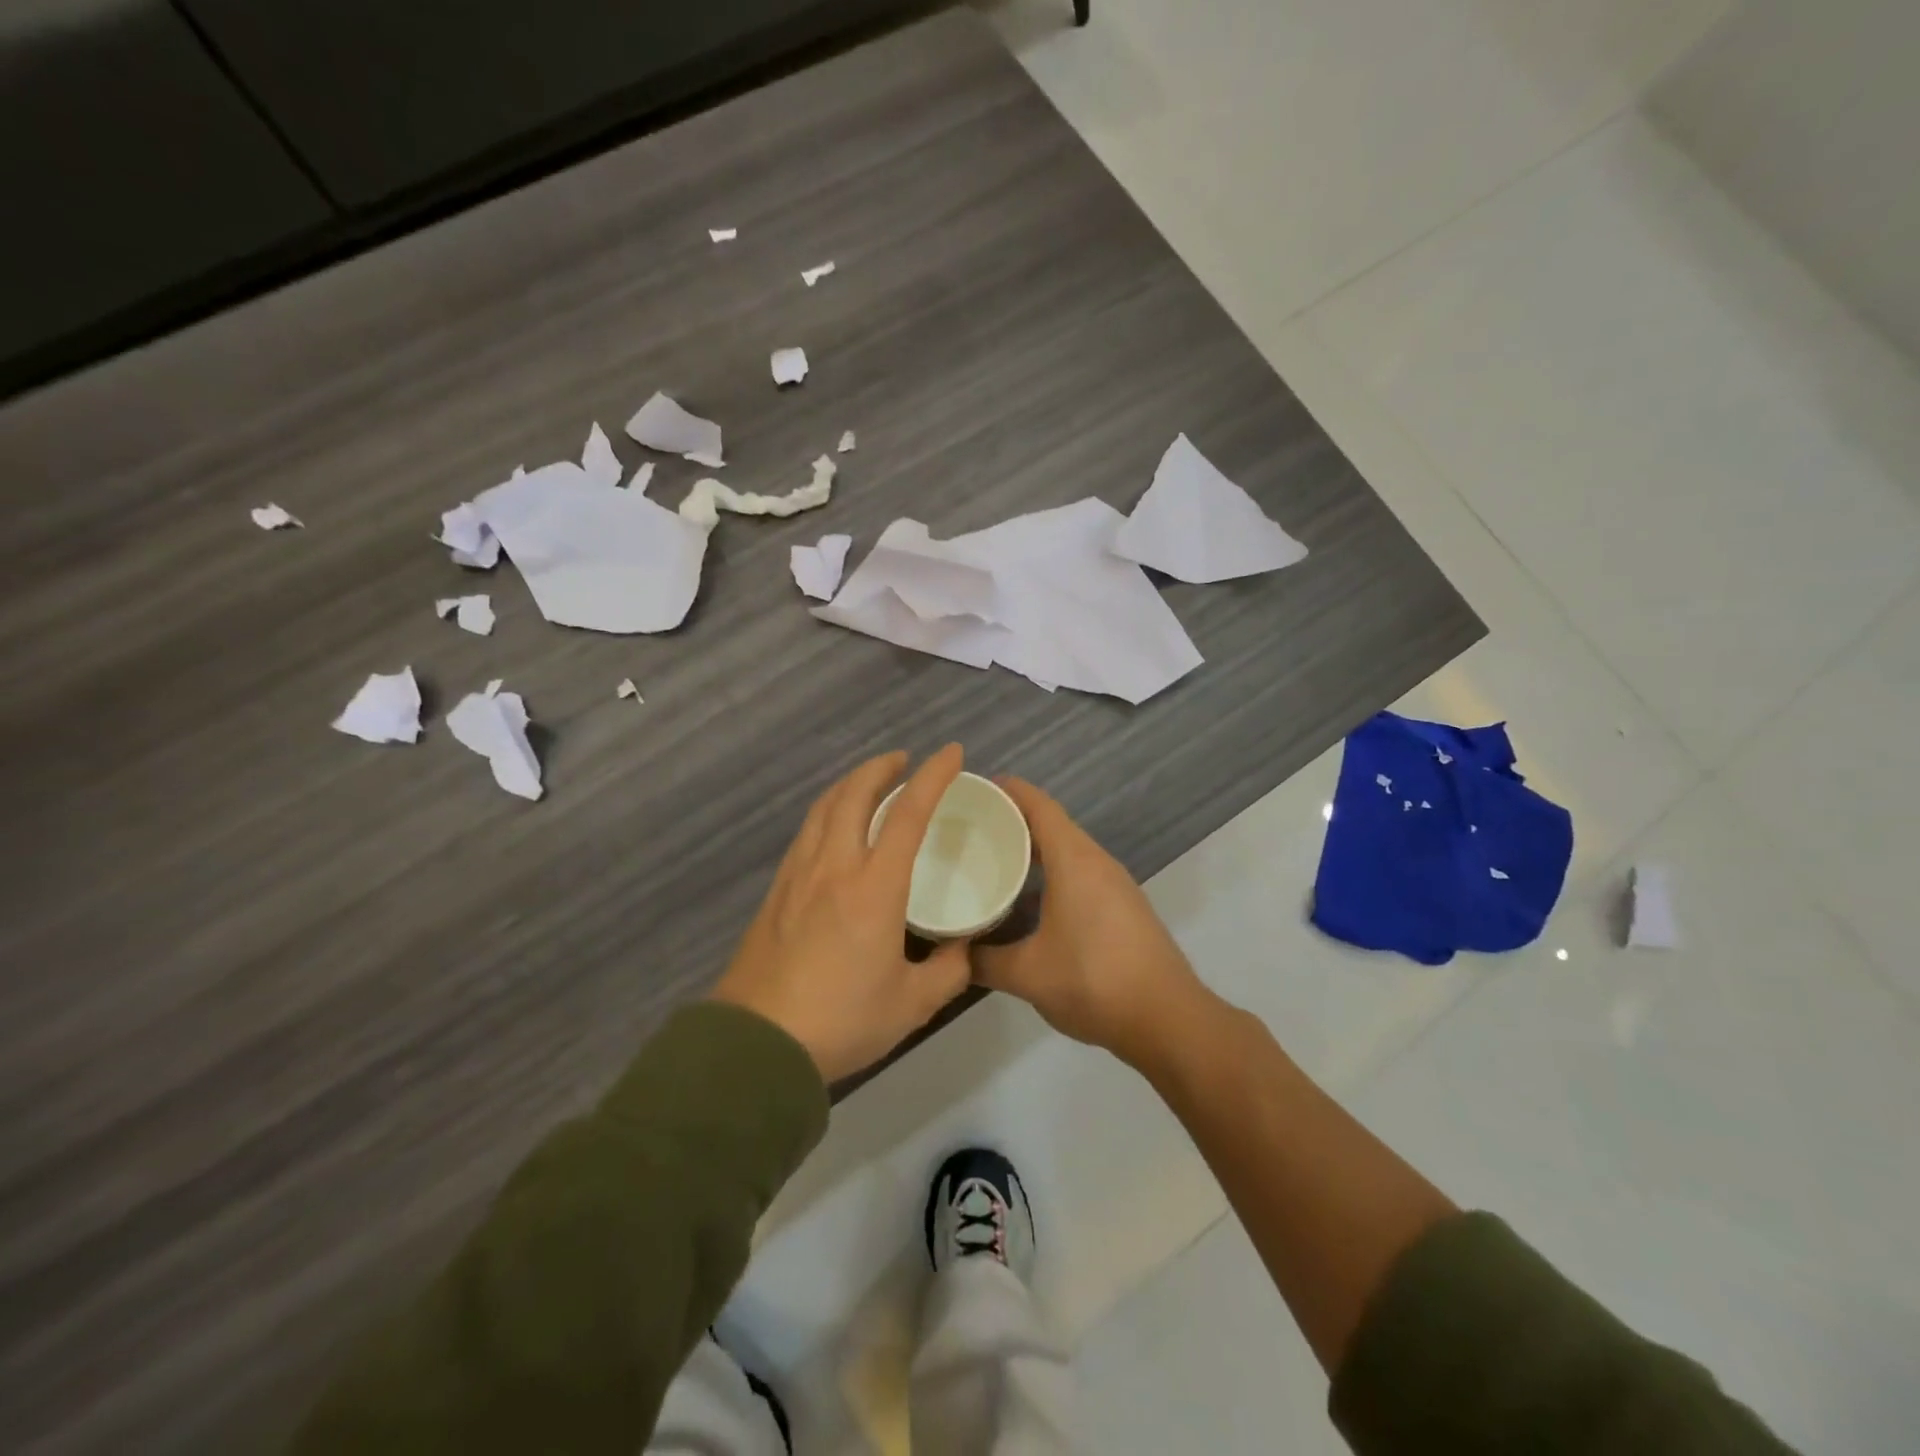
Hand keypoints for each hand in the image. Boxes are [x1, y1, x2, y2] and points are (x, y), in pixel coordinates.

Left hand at [711, 745, 972, 1083]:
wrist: (756, 1044)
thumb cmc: (842, 1020)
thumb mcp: (912, 1004)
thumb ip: (948, 971)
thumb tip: (964, 948)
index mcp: (874, 887)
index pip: (908, 813)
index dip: (933, 776)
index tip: (950, 753)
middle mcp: (834, 867)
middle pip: (854, 794)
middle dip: (880, 767)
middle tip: (902, 761)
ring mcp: (798, 876)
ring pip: (823, 808)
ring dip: (849, 784)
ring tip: (867, 783)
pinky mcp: (775, 892)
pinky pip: (805, 833)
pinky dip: (826, 812)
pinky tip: (831, 828)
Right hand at [971, 779, 1210, 1070]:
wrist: (1168, 1020)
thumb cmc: (1094, 982)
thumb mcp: (1028, 975)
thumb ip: (984, 961)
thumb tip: (953, 955)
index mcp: (1074, 861)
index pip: (1038, 805)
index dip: (1006, 790)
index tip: (972, 788)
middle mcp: (1097, 862)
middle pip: (1052, 823)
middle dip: (1012, 820)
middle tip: (970, 828)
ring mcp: (1115, 884)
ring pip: (1068, 850)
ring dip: (1033, 849)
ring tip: (994, 860)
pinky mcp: (1124, 907)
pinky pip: (1080, 872)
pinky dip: (1052, 872)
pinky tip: (1029, 902)